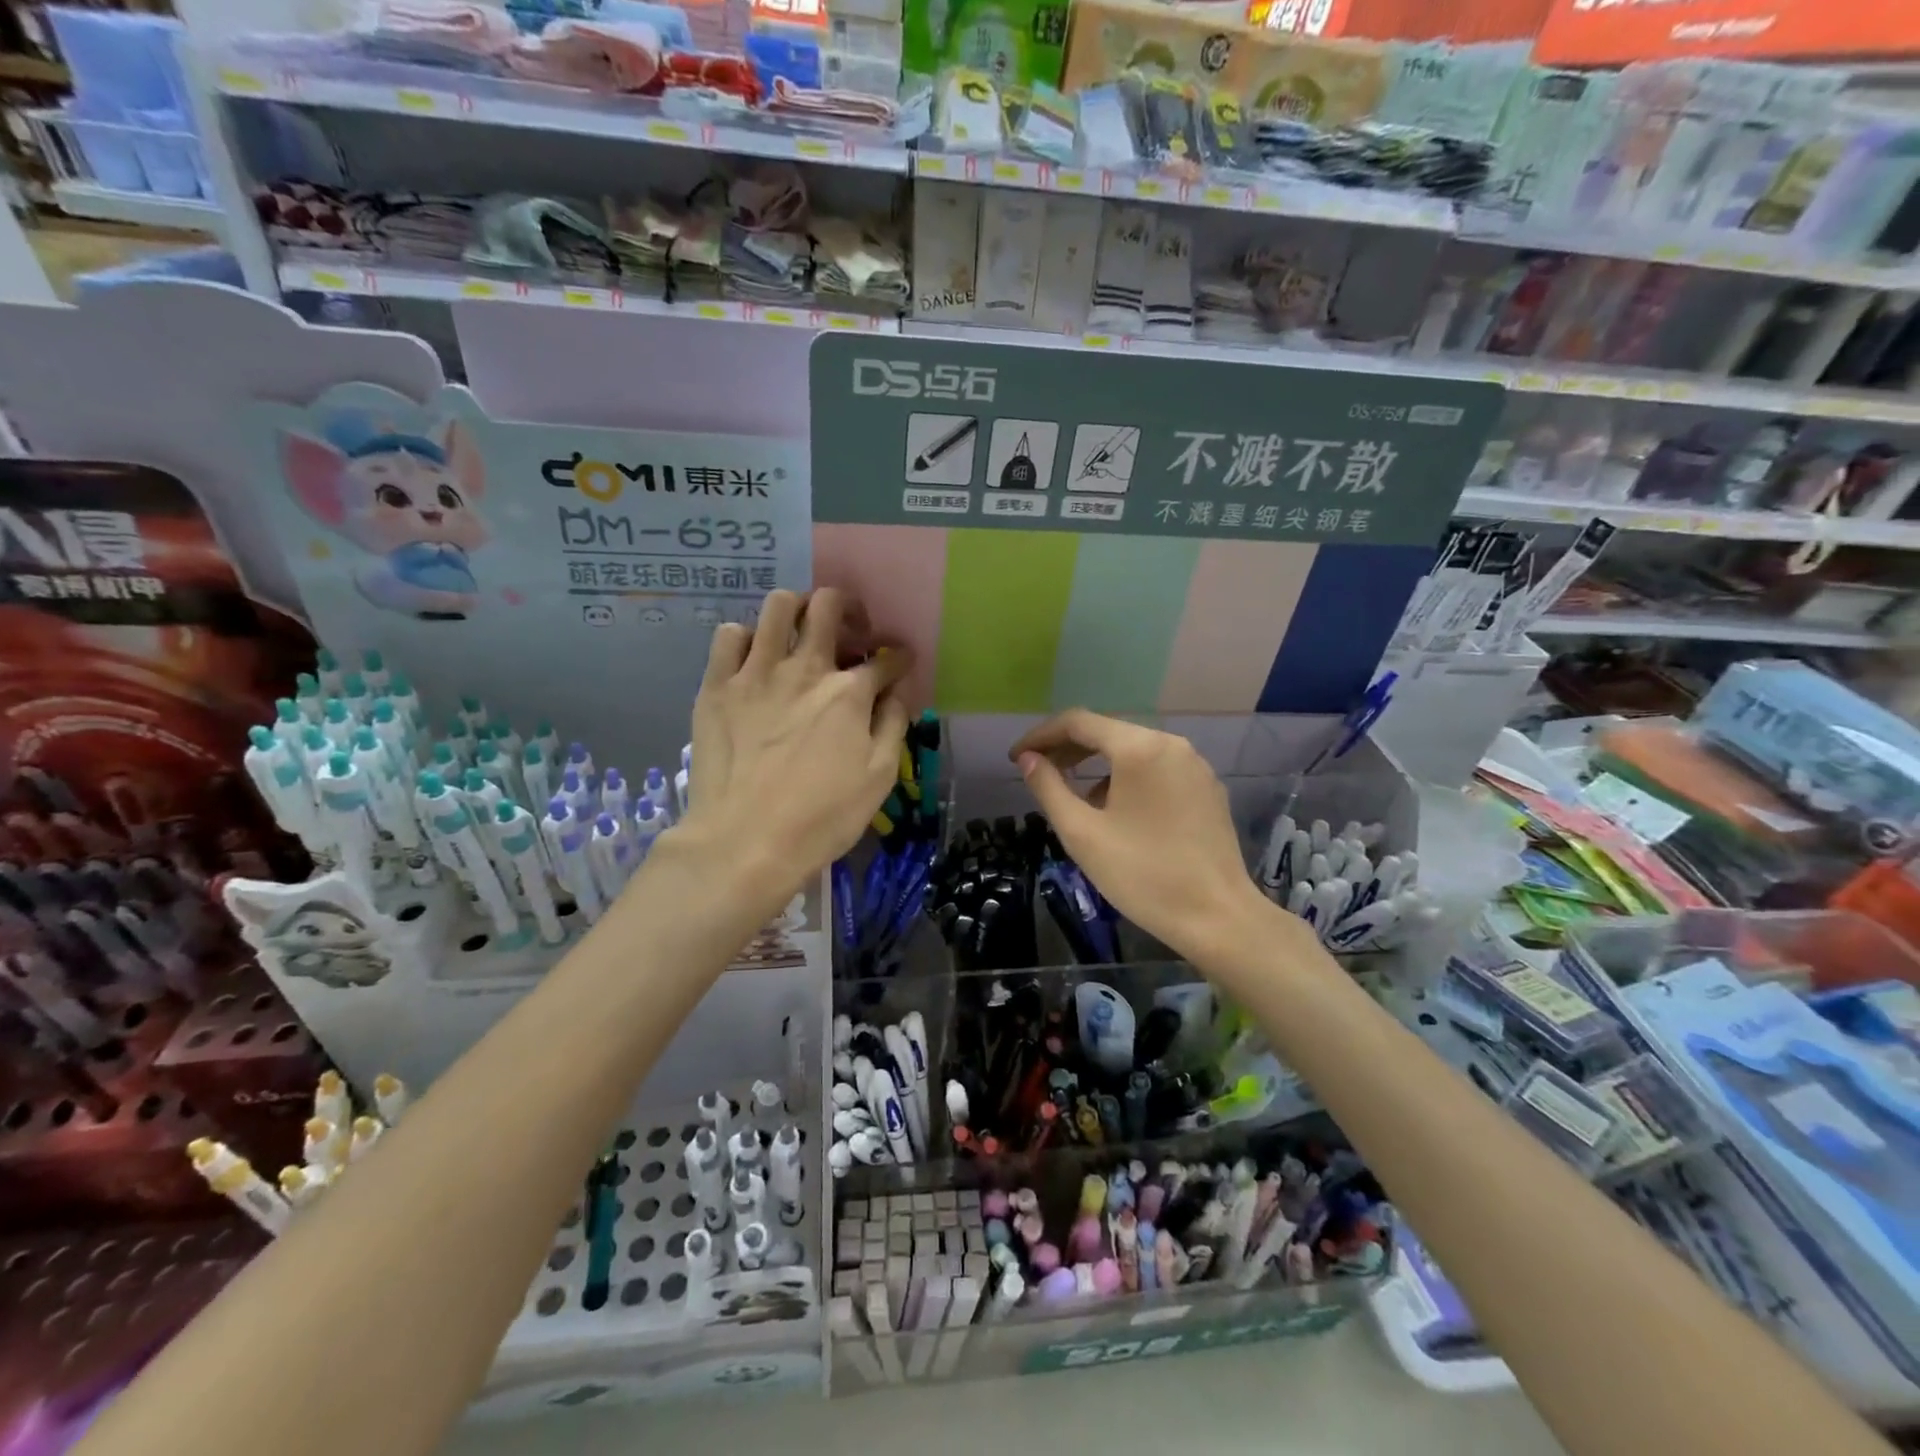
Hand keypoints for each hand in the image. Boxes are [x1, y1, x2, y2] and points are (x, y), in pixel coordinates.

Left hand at [681, 589, 908, 919]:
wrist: (744, 843)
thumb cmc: (821, 818)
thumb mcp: (878, 778)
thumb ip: (893, 725)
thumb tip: (896, 693)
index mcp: (849, 693)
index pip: (886, 659)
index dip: (899, 659)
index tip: (899, 664)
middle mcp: (805, 668)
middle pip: (830, 606)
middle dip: (848, 609)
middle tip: (849, 633)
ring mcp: (756, 672)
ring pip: (778, 605)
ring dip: (797, 609)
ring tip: (800, 633)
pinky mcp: (717, 686)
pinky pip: (729, 635)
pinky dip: (747, 638)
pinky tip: (754, 660)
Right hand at [1011, 710, 1270, 965]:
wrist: (1218, 918)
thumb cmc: (1143, 875)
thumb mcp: (1082, 833)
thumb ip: (1048, 788)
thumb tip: (1028, 760)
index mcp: (1139, 748)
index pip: (1078, 722)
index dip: (1041, 736)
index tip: (1015, 758)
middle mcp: (1171, 744)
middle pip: (1108, 732)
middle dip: (1068, 749)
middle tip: (1037, 772)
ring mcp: (1194, 765)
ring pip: (1133, 751)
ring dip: (1097, 765)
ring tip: (1074, 797)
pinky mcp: (1207, 788)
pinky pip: (1157, 769)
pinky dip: (1127, 778)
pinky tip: (1116, 810)